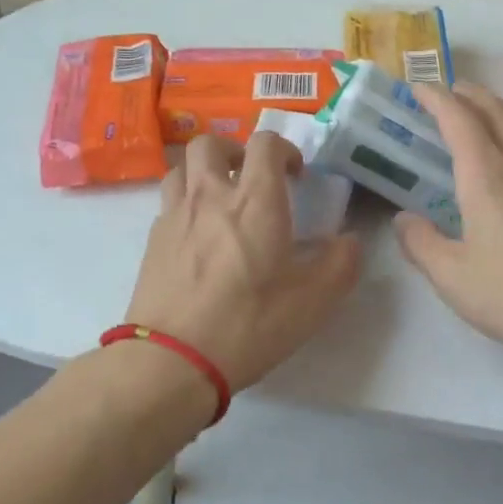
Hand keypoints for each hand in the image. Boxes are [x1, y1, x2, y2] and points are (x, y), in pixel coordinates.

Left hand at [123, 131, 360, 393]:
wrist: (172, 360)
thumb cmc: (249, 325)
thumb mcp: (313, 302)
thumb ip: (340, 264)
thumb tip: (350, 241)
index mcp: (255, 202)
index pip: (265, 144)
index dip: (284, 149)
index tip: (295, 175)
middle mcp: (211, 196)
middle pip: (210, 143)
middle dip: (234, 151)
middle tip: (250, 178)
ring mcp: (175, 215)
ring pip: (182, 167)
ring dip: (203, 171)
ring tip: (220, 199)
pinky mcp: (152, 240)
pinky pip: (168, 201)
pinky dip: (185, 202)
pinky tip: (197, 235)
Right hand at [395, 84, 502, 367]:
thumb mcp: (452, 276)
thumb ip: (421, 243)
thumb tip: (404, 220)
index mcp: (487, 176)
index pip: (459, 119)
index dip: (436, 99)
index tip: (418, 89)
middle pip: (497, 112)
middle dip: (470, 95)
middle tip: (449, 92)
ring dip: (498, 111)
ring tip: (483, 115)